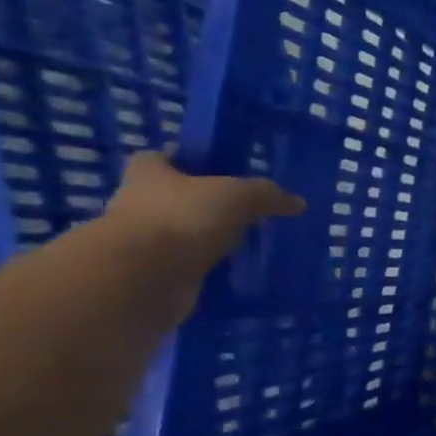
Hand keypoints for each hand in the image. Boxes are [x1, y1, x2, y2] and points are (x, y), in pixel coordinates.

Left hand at [101, 152, 303, 323]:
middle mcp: (138, 203)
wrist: (144, 277)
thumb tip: (297, 202)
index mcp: (149, 174)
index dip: (186, 159)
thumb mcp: (238, 195)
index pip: (162, 157)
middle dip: (204, 203)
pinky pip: (187, 265)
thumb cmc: (184, 217)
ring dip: (207, 238)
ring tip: (247, 243)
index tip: (218, 169)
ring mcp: (143, 242)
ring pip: (182, 233)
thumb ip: (267, 194)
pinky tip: (236, 269)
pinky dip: (207, 267)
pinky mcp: (152, 274)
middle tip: (245, 209)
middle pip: (174, 196)